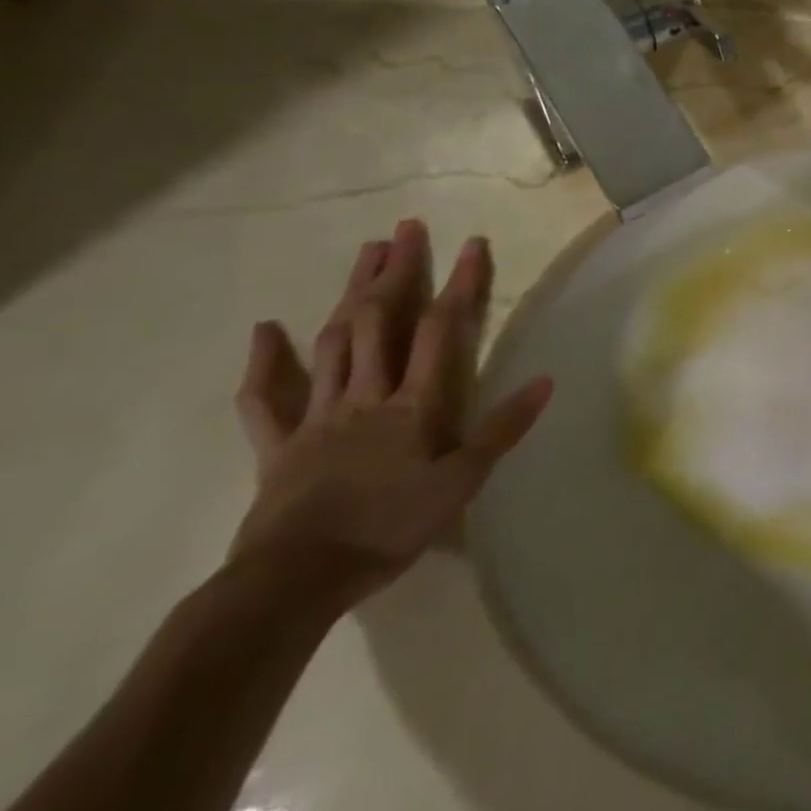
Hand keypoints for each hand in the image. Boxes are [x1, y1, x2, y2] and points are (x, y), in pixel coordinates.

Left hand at [229, 219, 550, 611]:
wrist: (296, 580)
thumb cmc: (390, 528)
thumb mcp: (462, 483)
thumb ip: (502, 430)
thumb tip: (546, 381)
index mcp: (413, 405)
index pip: (440, 330)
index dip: (460, 284)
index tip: (473, 244)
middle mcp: (365, 395)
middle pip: (378, 321)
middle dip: (396, 271)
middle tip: (406, 229)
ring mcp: (317, 416)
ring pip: (333, 343)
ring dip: (349, 295)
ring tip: (365, 254)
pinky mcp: (279, 445)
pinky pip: (266, 399)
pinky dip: (265, 363)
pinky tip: (266, 330)